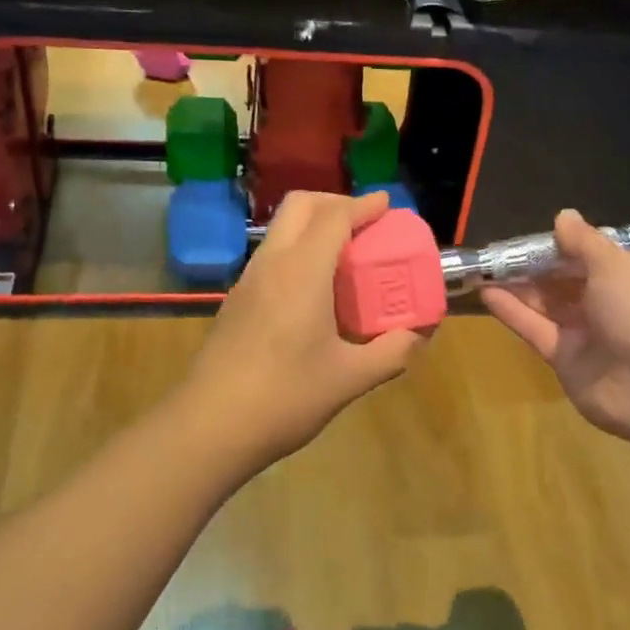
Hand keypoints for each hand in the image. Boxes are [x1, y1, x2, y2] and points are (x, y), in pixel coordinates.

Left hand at [185, 189, 425, 464]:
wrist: (209, 426)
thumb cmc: (284, 397)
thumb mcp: (349, 379)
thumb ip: (391, 352)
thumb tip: (419, 334)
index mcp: (301, 272)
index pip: (334, 217)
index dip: (363, 205)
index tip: (386, 204)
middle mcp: (271, 264)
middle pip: (300, 206)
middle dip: (335, 202)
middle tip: (364, 224)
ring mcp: (247, 281)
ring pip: (281, 230)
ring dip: (313, 227)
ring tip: (345, 256)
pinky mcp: (236, 301)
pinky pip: (271, 256)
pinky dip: (297, 251)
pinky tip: (314, 291)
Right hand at [481, 210, 629, 445]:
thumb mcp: (616, 265)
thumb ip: (584, 241)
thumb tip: (564, 215)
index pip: (607, 257)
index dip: (575, 245)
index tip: (543, 235)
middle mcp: (621, 306)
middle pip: (573, 281)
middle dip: (540, 266)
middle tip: (505, 251)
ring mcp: (594, 336)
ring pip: (551, 305)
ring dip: (521, 287)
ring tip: (487, 267)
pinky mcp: (569, 361)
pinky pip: (538, 330)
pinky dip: (514, 312)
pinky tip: (486, 293)